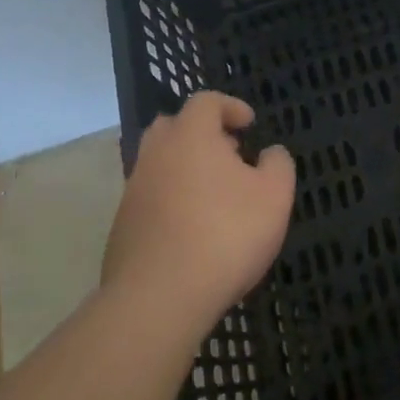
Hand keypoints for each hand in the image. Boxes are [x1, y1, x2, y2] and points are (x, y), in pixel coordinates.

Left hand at [101, 92, 294, 340]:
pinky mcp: (122, 228)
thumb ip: (278, 165)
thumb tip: (271, 153)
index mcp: (190, 136)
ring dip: (185, 169)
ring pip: (158, 164)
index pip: (206, 101)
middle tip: (228, 153)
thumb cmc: (226, 234)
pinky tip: (193, 230)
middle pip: (173, 127)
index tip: (249, 124)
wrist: (160, 297)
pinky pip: (150, 199)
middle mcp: (155, 155)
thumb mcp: (274, 196)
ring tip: (215, 195)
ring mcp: (133, 192)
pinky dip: (171, 202)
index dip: (230, 107)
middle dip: (201, 133)